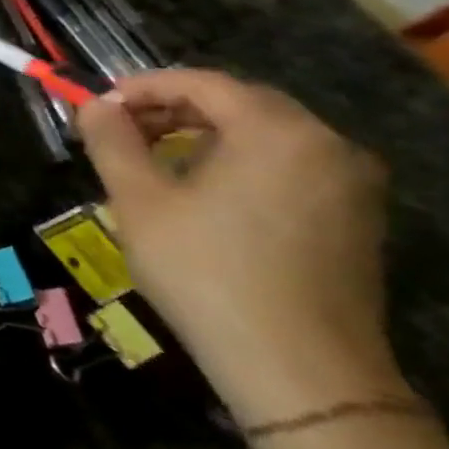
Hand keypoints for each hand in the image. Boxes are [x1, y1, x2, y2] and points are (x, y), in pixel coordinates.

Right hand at [76, 70, 406, 424]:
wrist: (295, 365)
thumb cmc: (204, 271)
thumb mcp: (138, 200)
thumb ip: (112, 141)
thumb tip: (95, 104)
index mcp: (278, 132)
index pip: (203, 82)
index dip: (142, 85)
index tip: (97, 105)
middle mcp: (327, 145)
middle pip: (239, 104)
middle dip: (171, 109)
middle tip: (118, 131)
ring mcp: (349, 184)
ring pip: (264, 136)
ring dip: (202, 136)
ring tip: (150, 162)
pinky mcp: (353, 218)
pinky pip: (287, 167)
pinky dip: (237, 163)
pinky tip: (199, 194)